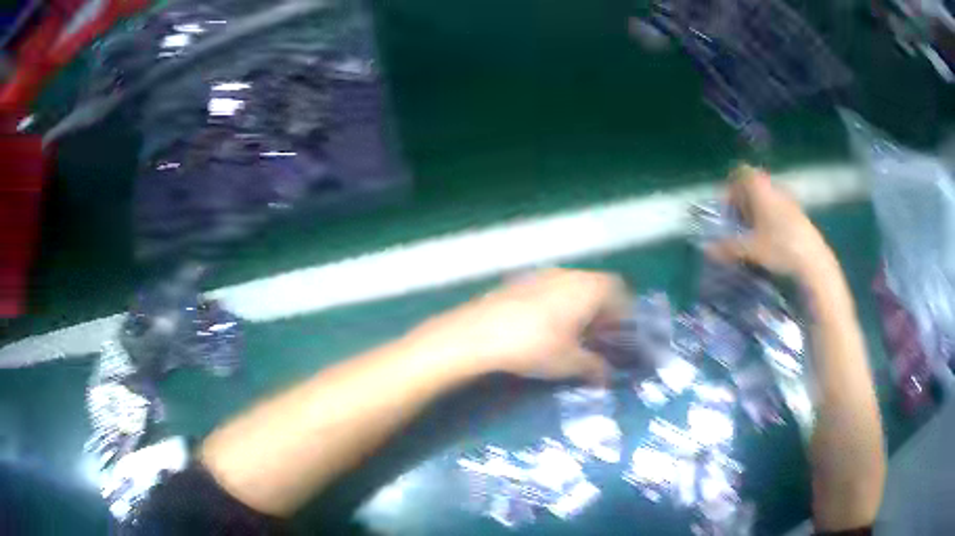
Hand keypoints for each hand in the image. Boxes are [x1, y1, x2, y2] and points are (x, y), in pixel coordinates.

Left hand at [410, 269, 628, 384]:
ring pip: (573, 286)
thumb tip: (607, 378)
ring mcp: (542, 274)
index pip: (619, 291)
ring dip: (579, 306)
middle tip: (599, 337)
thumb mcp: (569, 362)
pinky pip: (551, 288)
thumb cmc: (534, 346)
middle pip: (597, 286)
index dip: (624, 313)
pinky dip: (558, 303)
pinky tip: (545, 327)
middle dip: (602, 310)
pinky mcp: (520, 280)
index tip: (621, 335)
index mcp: (588, 287)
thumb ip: (594, 368)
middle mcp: (569, 274)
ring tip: (573, 333)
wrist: (478, 333)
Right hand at [707, 164, 835, 278]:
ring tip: (752, 234)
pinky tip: (770, 240)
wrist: (813, 261)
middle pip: (754, 185)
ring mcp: (789, 200)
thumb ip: (728, 247)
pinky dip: (770, 219)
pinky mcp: (798, 214)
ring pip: (767, 198)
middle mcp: (774, 187)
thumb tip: (706, 249)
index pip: (741, 172)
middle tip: (736, 222)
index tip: (726, 207)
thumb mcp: (750, 249)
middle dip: (743, 201)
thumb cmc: (780, 247)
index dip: (731, 186)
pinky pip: (778, 209)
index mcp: (761, 188)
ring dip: (757, 211)